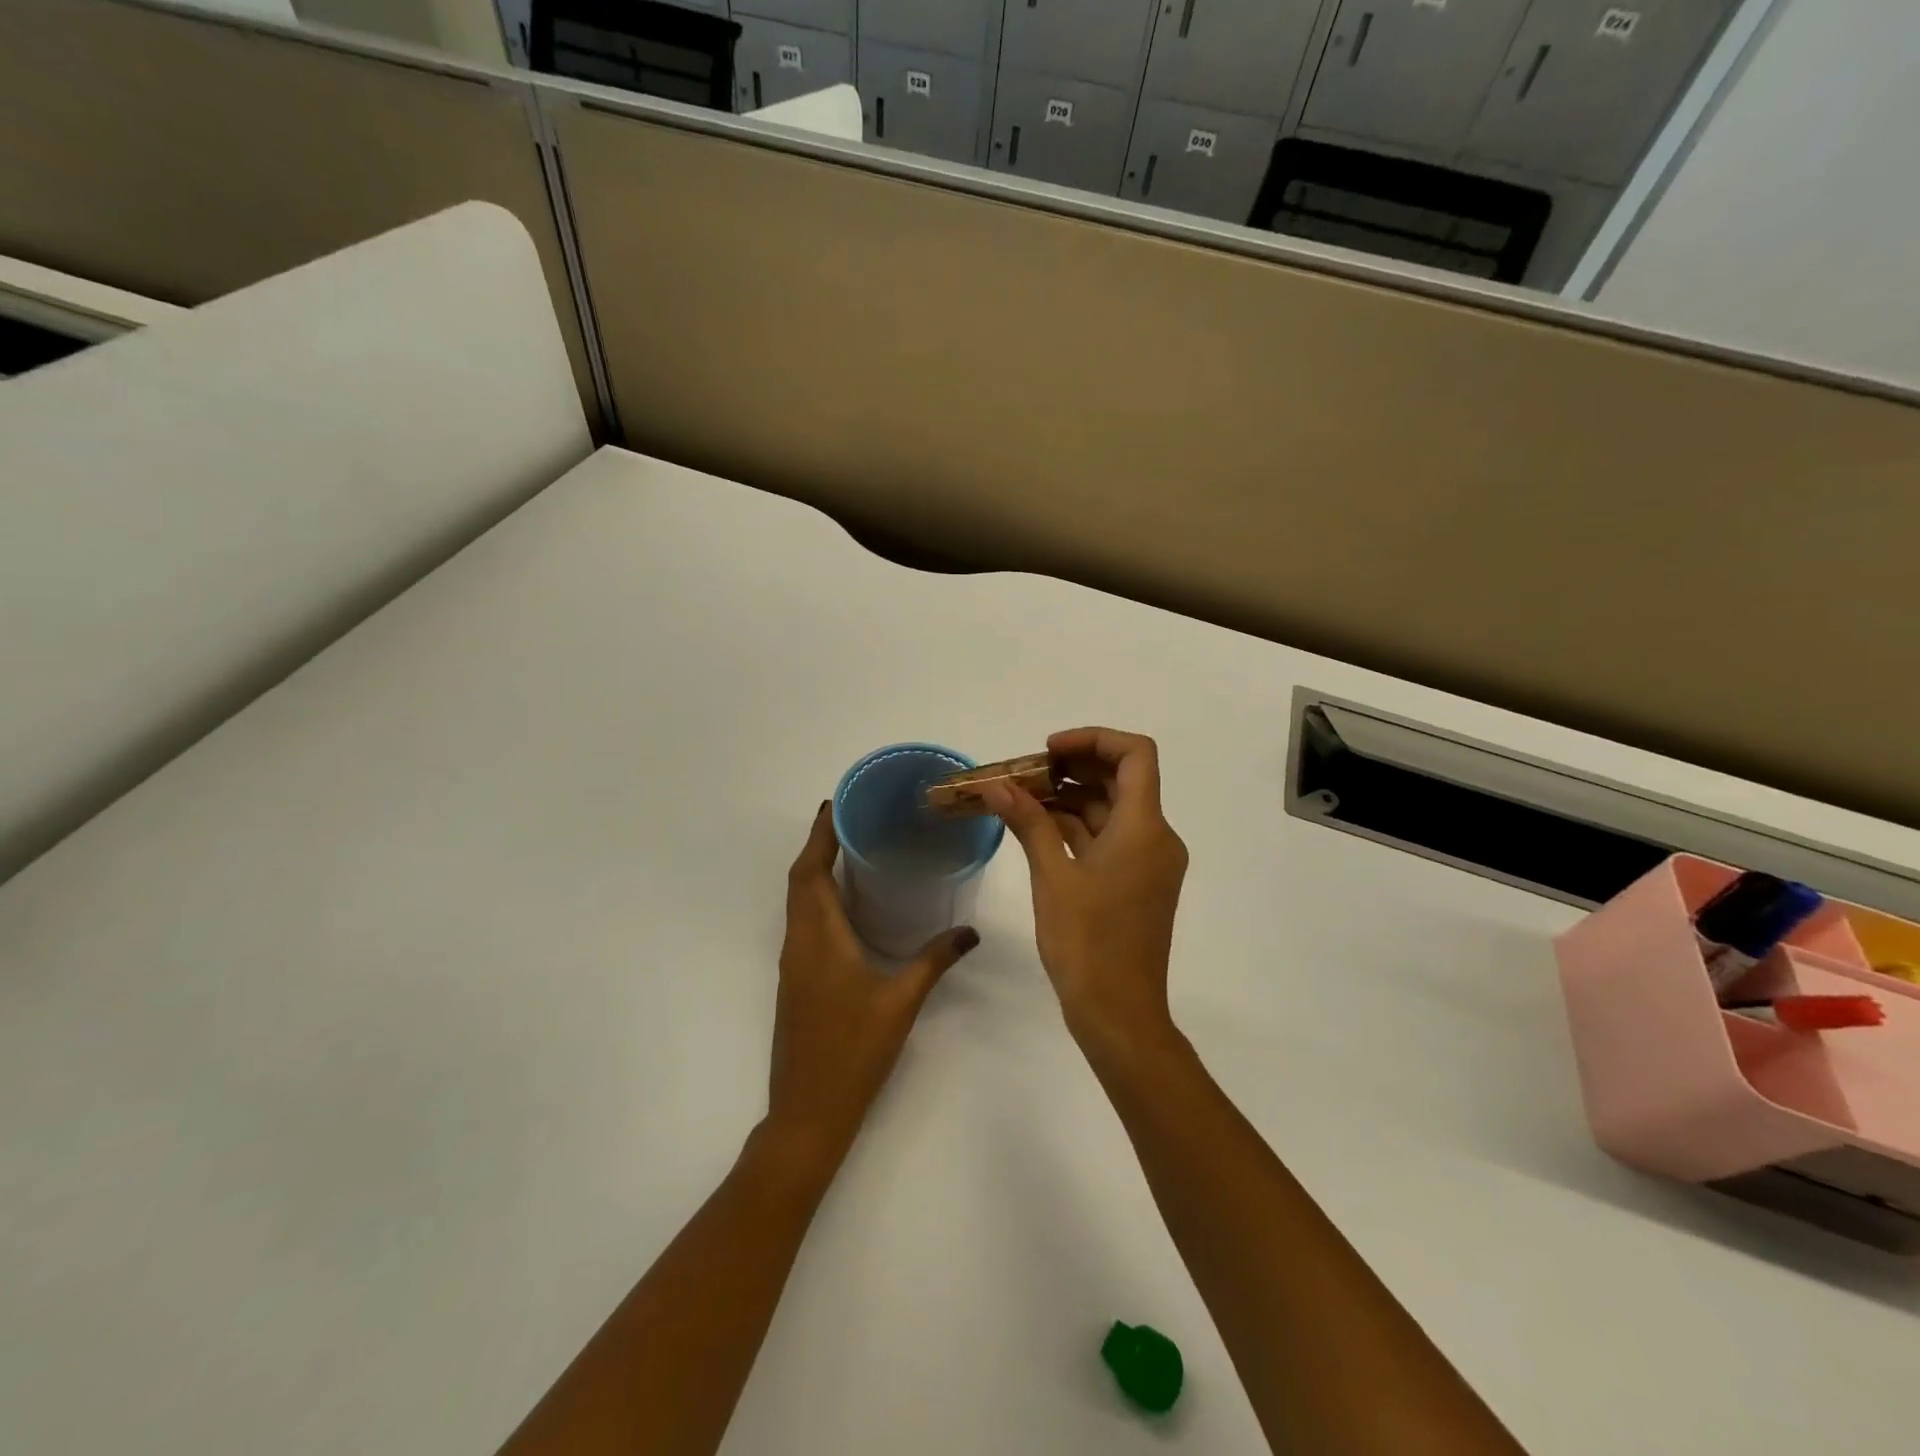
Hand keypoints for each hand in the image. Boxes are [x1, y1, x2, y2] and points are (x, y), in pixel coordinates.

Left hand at [766, 801, 978, 1166]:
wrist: (808, 1111)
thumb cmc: (854, 1051)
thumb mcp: (901, 1002)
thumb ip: (935, 960)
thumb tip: (970, 931)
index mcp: (819, 938)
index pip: (810, 872)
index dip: (819, 835)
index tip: (835, 804)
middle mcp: (799, 942)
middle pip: (799, 880)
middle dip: (818, 845)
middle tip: (849, 818)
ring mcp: (793, 963)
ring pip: (797, 902)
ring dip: (814, 870)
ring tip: (849, 849)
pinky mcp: (796, 980)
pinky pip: (802, 922)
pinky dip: (816, 898)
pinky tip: (845, 904)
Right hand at [981, 728, 1187, 1057]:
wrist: (1119, 1013)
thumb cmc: (1087, 943)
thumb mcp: (1052, 877)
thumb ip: (1028, 822)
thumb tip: (997, 786)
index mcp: (1145, 827)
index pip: (1135, 754)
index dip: (1093, 739)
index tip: (1048, 751)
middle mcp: (1156, 837)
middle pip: (1123, 779)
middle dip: (1074, 766)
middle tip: (1026, 771)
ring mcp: (1148, 861)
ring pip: (1113, 809)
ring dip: (1071, 796)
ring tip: (1023, 796)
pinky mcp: (1137, 882)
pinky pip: (1110, 837)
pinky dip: (1078, 826)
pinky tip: (1039, 826)